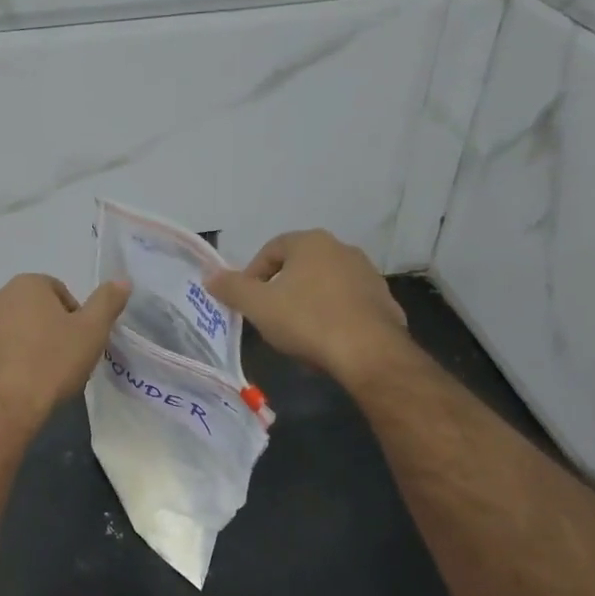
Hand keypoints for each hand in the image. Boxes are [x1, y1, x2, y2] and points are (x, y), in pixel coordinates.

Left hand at [0, 274, 131, 430]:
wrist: (1, 407)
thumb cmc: (51, 363)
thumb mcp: (91, 332)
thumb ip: (107, 302)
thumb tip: (122, 280)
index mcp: (27, 285)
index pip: (58, 292)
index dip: (73, 317)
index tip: (78, 344)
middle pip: (29, 310)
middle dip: (44, 329)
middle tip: (60, 361)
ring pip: (5, 331)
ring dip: (19, 345)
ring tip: (35, 376)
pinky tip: (11, 387)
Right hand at [205, 230, 409, 389]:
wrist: (369, 353)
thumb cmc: (307, 320)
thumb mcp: (258, 306)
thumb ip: (231, 288)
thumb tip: (210, 276)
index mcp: (310, 242)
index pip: (271, 250)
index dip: (252, 275)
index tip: (247, 302)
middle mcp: (342, 249)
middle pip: (299, 267)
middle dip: (281, 289)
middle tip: (269, 317)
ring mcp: (367, 275)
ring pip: (324, 286)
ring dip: (308, 303)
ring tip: (297, 333)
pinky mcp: (384, 301)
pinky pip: (347, 305)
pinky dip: (333, 317)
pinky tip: (326, 342)